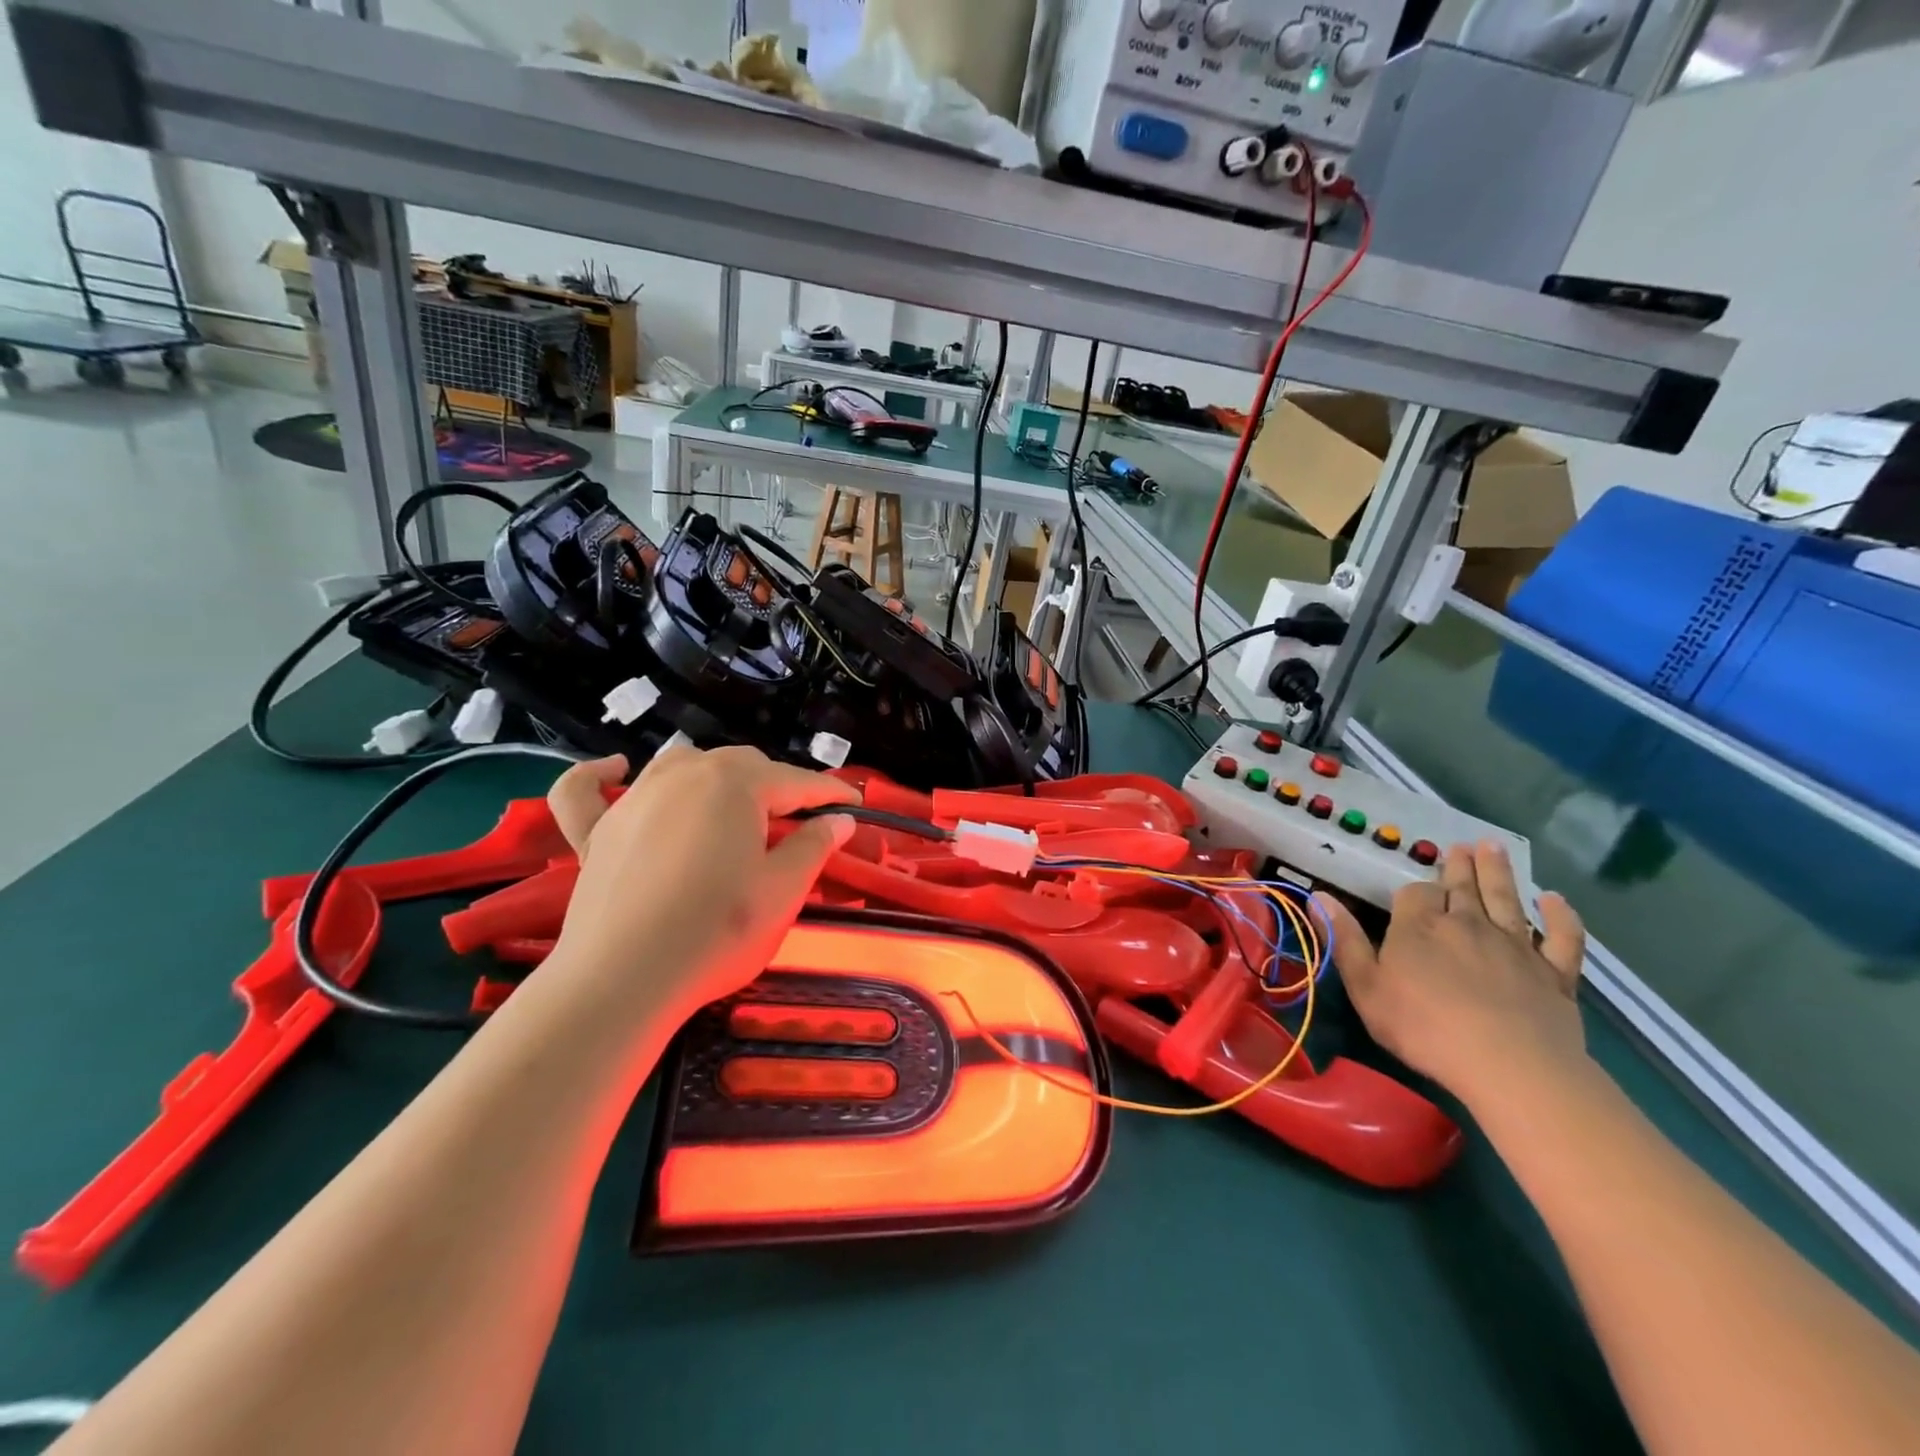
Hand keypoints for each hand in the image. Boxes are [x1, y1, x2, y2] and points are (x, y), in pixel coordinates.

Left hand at [542, 745, 858, 1021]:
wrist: (622, 982)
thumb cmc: (717, 932)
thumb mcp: (783, 891)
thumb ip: (814, 846)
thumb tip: (839, 818)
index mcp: (736, 785)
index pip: (796, 782)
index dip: (829, 794)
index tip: (854, 805)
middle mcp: (684, 775)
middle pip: (741, 766)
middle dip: (775, 786)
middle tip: (798, 823)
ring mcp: (634, 800)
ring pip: (680, 766)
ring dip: (713, 777)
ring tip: (732, 804)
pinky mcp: (595, 832)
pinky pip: (589, 790)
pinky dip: (601, 776)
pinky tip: (616, 770)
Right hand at [1314, 842, 1586, 1110]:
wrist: (1508, 1064)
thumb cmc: (1424, 1027)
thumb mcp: (1366, 987)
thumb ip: (1345, 940)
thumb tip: (1319, 896)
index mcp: (1419, 926)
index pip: (1415, 893)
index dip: (1414, 890)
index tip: (1413, 893)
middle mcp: (1467, 924)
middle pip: (1462, 887)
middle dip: (1459, 867)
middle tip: (1462, 846)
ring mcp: (1515, 945)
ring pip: (1505, 899)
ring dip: (1498, 872)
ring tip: (1492, 847)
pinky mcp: (1554, 972)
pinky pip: (1562, 937)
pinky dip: (1561, 916)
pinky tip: (1556, 900)